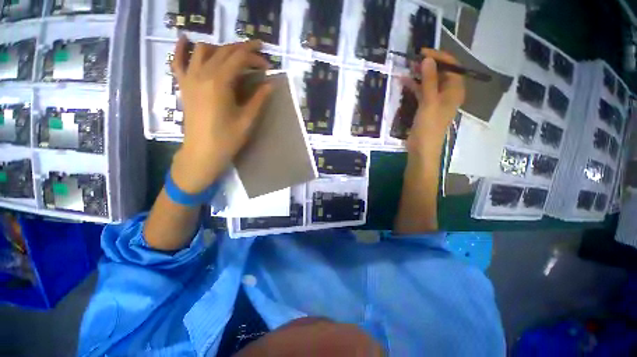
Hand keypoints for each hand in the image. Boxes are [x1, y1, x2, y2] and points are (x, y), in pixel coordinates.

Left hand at [170, 37, 271, 192]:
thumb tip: (270, 84)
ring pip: (203, 50)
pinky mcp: (183, 85)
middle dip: (243, 48)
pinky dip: (182, 48)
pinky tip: (185, 39)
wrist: (202, 152)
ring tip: (235, 55)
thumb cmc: (227, 139)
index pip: (239, 59)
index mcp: (219, 83)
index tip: (268, 65)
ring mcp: (189, 78)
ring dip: (221, 47)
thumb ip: (258, 99)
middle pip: (223, 50)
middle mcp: (202, 74)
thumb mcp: (247, 120)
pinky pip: (178, 61)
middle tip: (258, 54)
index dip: (255, 58)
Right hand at [402, 49, 464, 155]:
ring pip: (429, 82)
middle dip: (427, 66)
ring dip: (419, 75)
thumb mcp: (429, 101)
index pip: (451, 66)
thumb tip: (427, 59)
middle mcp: (448, 93)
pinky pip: (421, 92)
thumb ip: (429, 80)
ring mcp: (436, 100)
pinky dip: (414, 87)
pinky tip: (403, 82)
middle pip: (440, 73)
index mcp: (455, 90)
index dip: (438, 57)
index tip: (422, 52)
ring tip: (407, 68)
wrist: (422, 148)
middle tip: (412, 60)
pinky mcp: (426, 107)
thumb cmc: (429, 126)